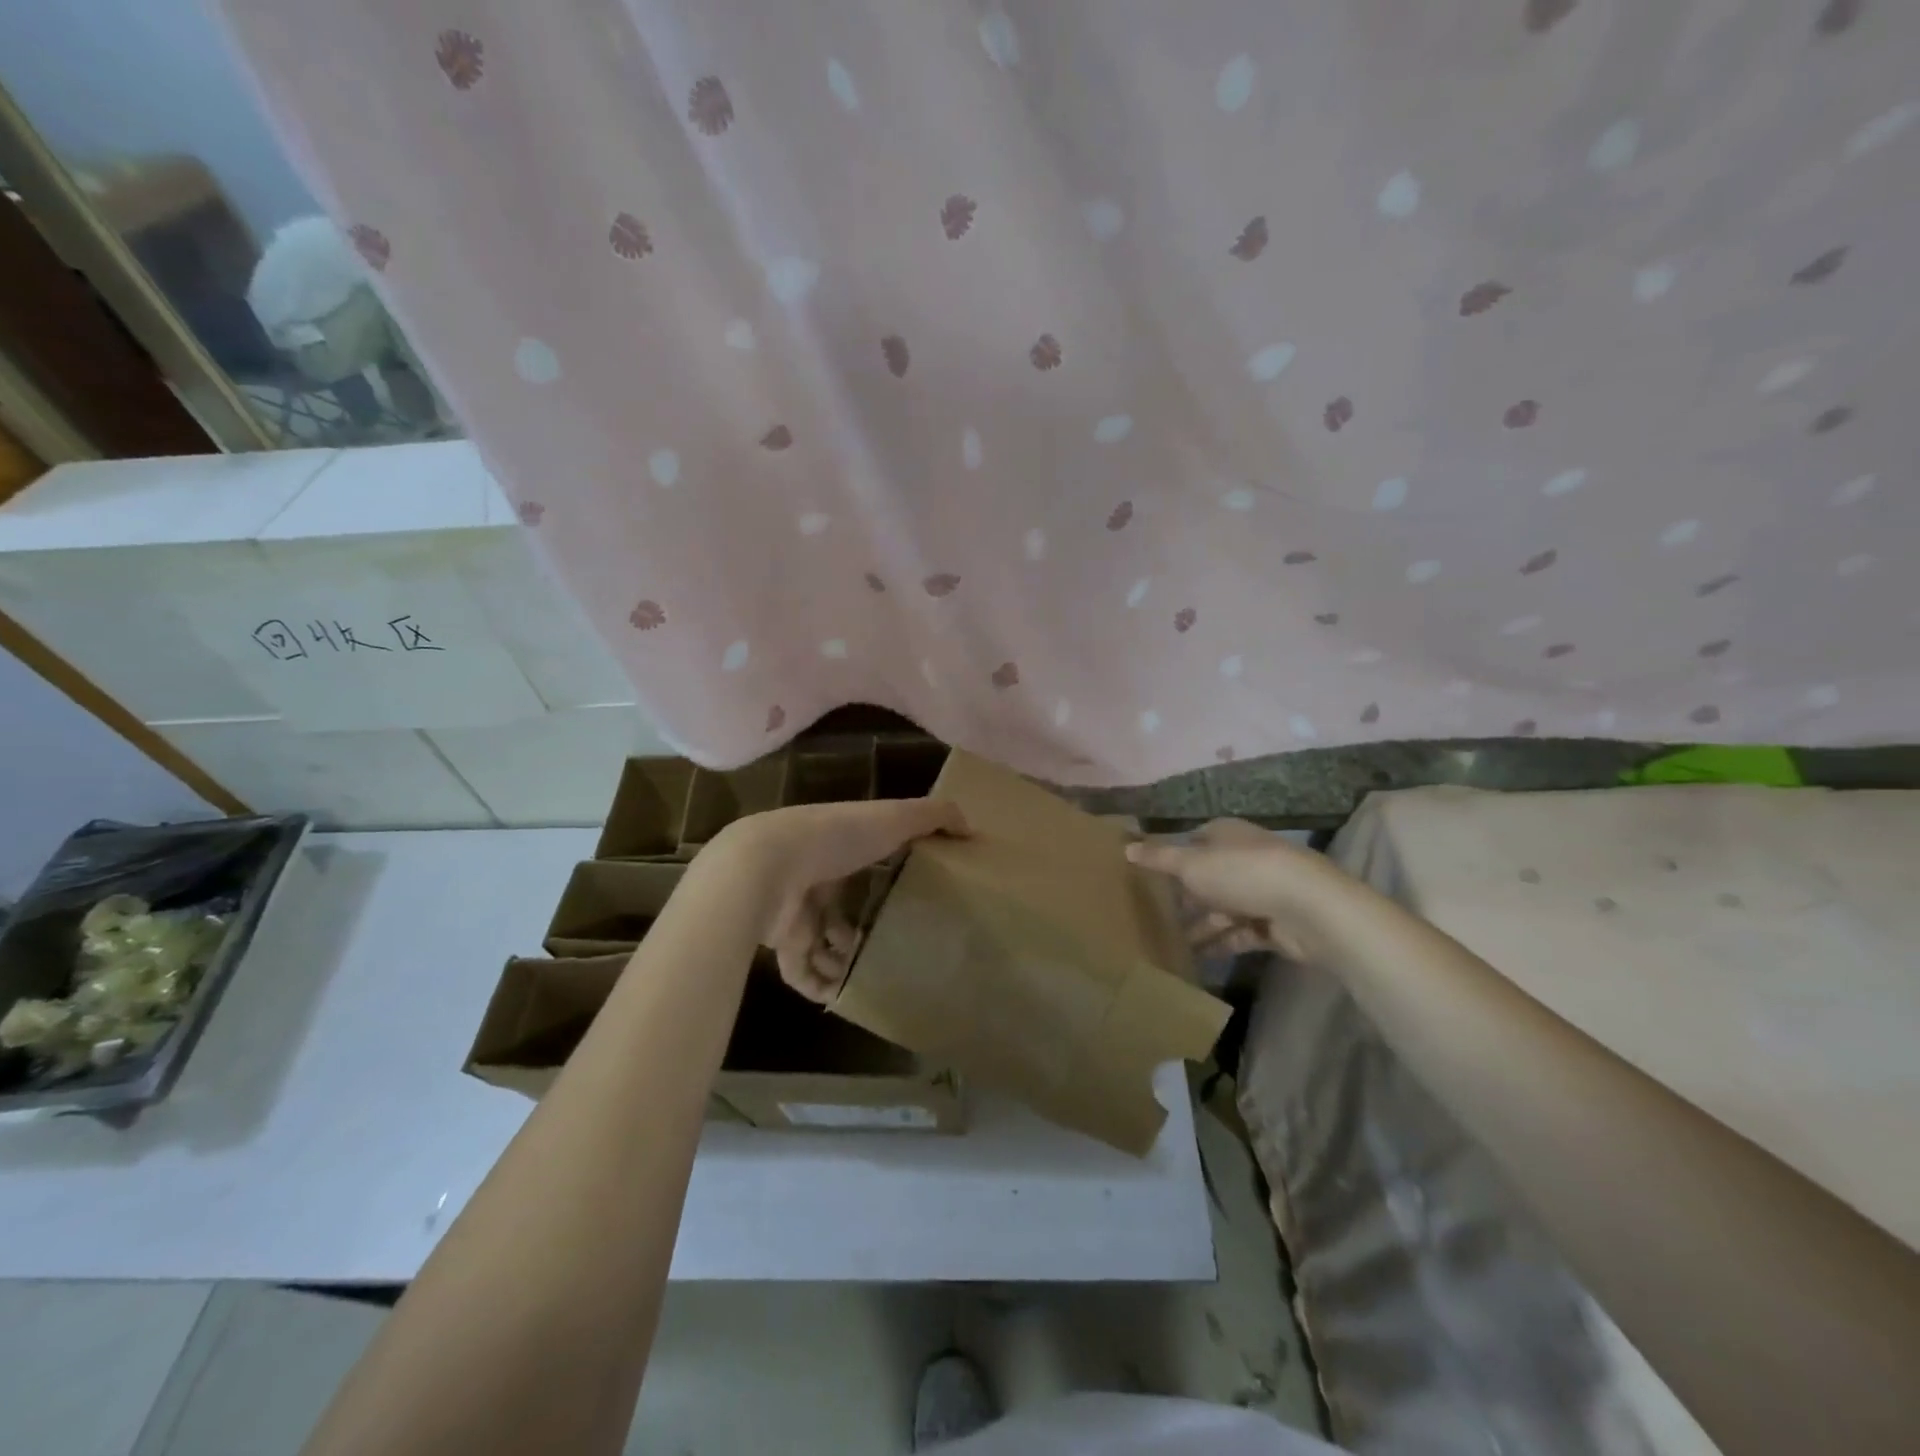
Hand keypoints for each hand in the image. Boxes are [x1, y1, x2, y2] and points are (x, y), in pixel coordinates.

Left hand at [712, 800, 968, 1001]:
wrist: (766, 867)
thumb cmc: (835, 838)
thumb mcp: (894, 817)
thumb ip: (934, 817)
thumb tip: (972, 828)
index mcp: (841, 844)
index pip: (867, 862)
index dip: (889, 878)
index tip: (915, 898)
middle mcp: (817, 876)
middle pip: (845, 908)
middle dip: (867, 929)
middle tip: (899, 948)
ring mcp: (797, 910)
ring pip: (824, 943)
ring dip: (847, 961)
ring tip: (876, 975)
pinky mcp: (781, 941)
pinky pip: (803, 971)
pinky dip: (822, 985)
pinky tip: (845, 996)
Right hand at [1126, 818, 1355, 960]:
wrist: (1307, 908)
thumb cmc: (1242, 873)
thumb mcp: (1191, 863)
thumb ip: (1159, 858)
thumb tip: (1125, 846)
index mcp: (1226, 835)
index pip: (1193, 841)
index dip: (1171, 856)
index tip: (1146, 875)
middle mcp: (1243, 859)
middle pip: (1207, 877)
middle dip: (1183, 896)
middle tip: (1151, 914)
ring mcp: (1261, 892)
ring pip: (1222, 908)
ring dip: (1199, 925)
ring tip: (1166, 943)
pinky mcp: (1273, 924)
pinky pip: (1238, 934)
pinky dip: (1219, 944)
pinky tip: (1194, 958)